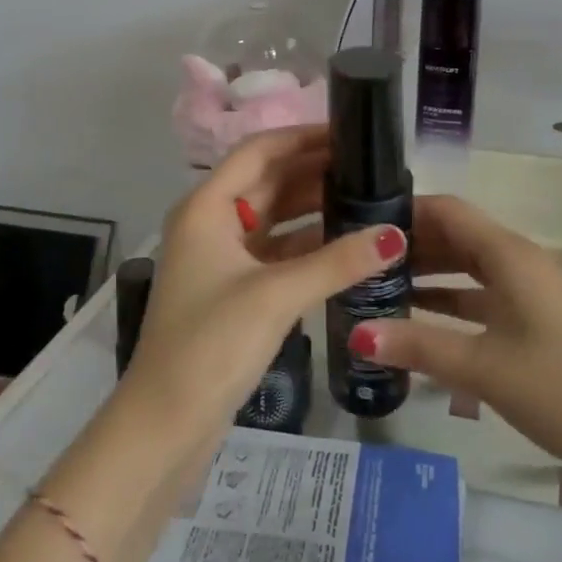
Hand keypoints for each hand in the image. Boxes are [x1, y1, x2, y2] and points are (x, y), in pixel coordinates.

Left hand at [124, 126, 405, 443]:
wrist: (165, 426)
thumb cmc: (211, 345)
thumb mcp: (276, 296)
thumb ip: (338, 261)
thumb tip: (396, 234)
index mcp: (206, 207)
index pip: (259, 151)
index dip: (302, 137)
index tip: (349, 134)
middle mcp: (210, 222)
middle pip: (267, 180)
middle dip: (313, 170)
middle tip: (368, 166)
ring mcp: (220, 257)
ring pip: (273, 216)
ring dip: (312, 206)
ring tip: (364, 196)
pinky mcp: (233, 289)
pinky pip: (275, 250)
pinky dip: (307, 243)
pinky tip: (345, 244)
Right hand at [349, 194, 561, 480]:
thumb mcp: (483, 368)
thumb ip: (418, 346)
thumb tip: (355, 332)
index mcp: (507, 254)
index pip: (446, 209)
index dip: (404, 210)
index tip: (358, 223)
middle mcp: (517, 259)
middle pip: (454, 235)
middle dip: (409, 244)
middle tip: (358, 261)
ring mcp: (529, 289)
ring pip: (467, 265)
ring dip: (427, 273)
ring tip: (377, 288)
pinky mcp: (535, 317)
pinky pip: (482, 294)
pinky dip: (450, 300)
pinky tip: (419, 321)